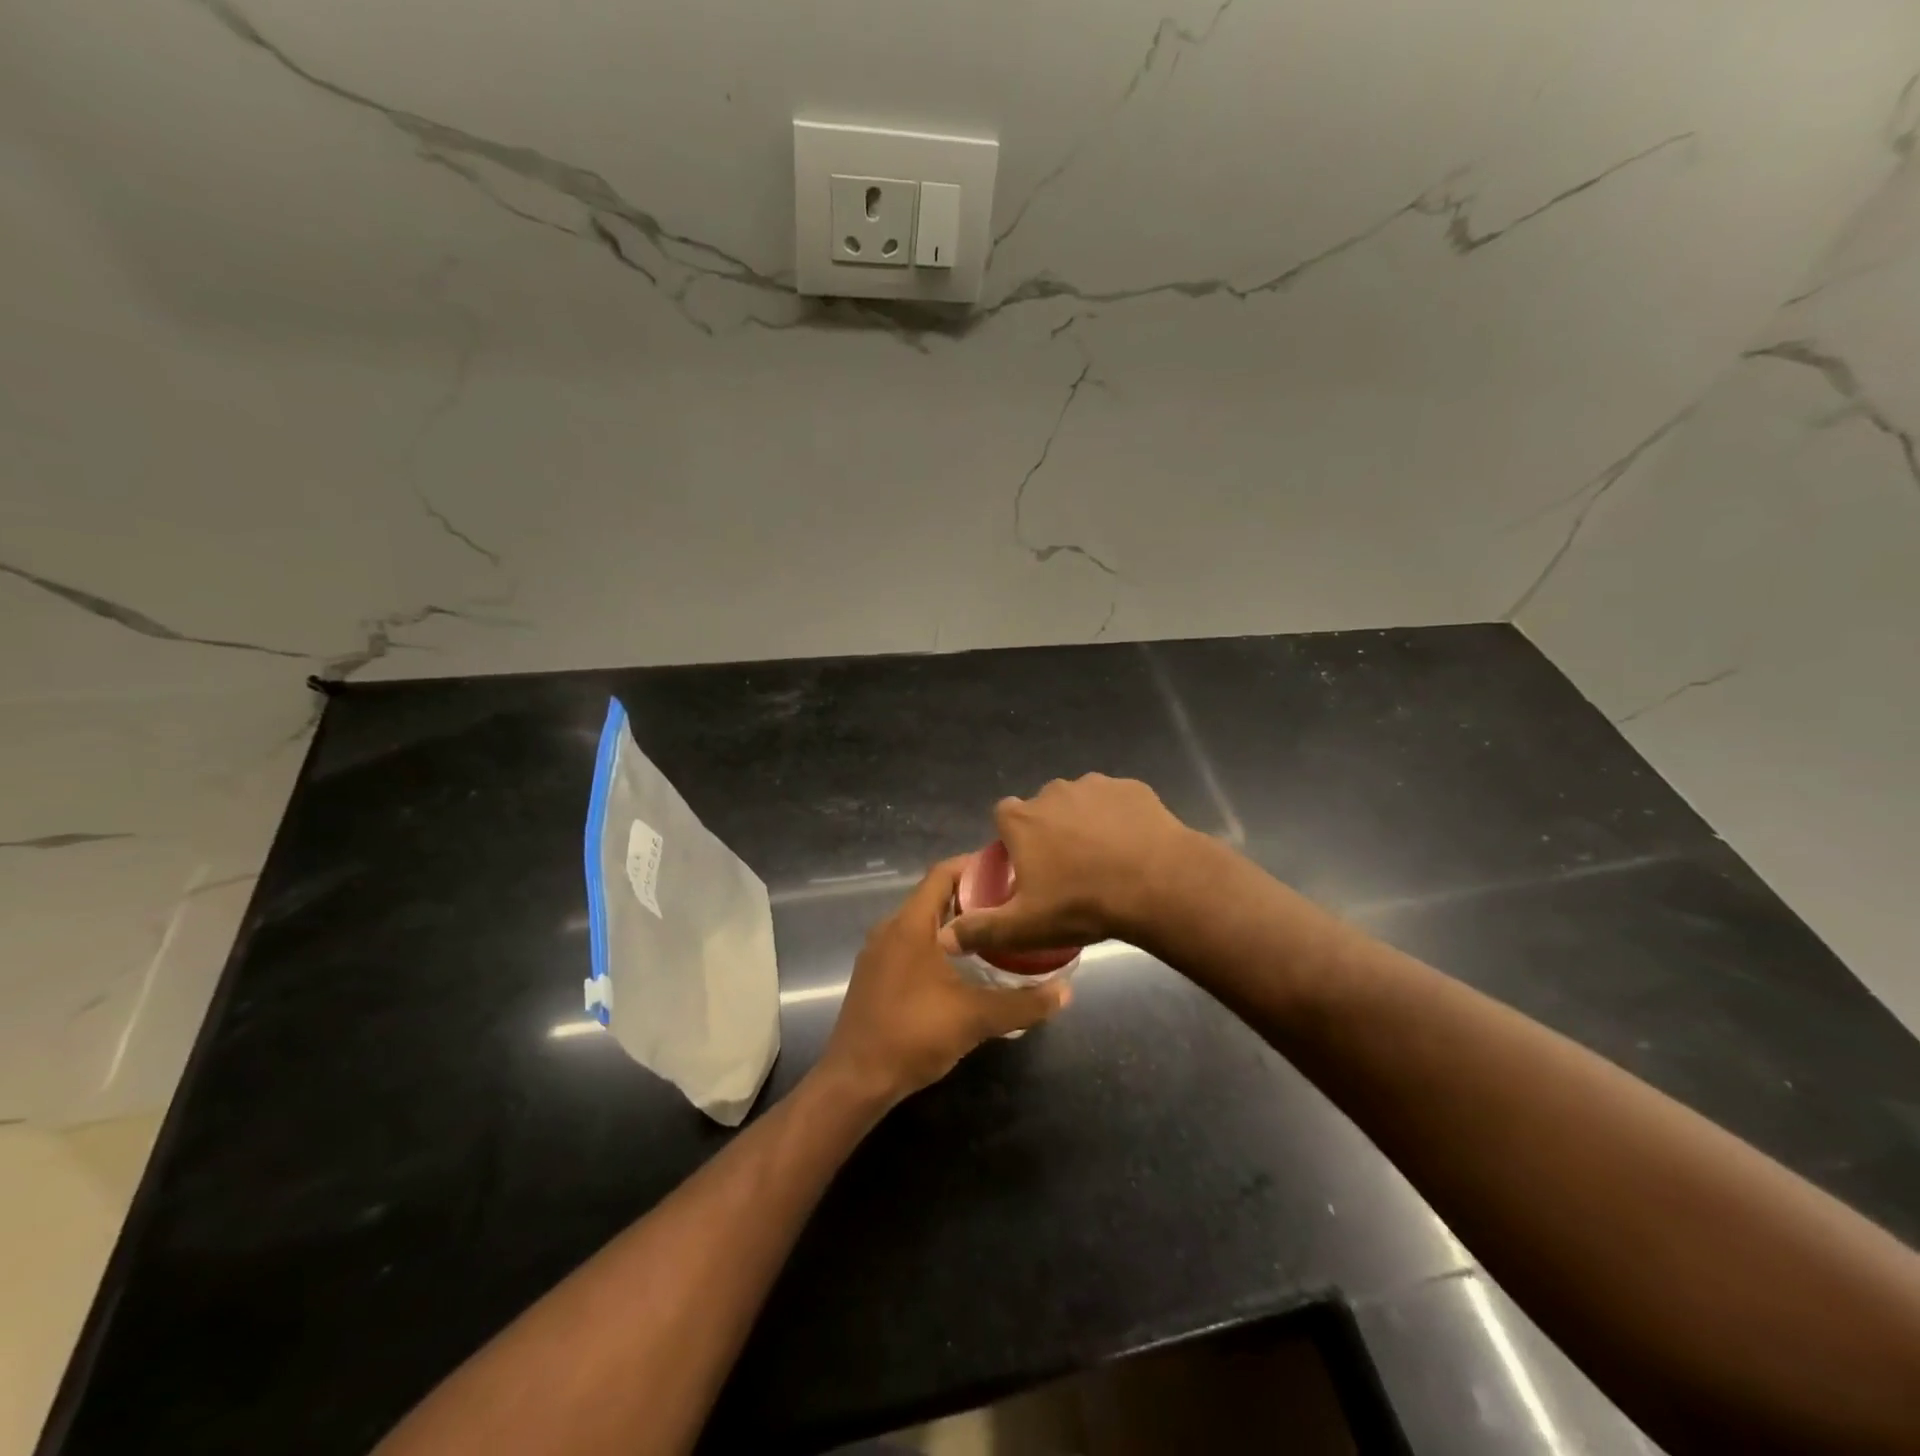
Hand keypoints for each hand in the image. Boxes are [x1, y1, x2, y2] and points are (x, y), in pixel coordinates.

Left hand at [819, 858, 1070, 1106]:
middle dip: (971, 896)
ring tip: (993, 932)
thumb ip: (1023, 1004)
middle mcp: (889, 929)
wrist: (856, 1080)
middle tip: (1011, 904)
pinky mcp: (874, 975)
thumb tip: (1066, 991)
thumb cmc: (913, 1035)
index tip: (1008, 871)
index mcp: (909, 925)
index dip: (974, 866)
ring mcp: (878, 953)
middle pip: (933, 896)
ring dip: (954, 922)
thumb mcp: (975, 1018)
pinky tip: (962, 966)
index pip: (942, 874)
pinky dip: (936, 942)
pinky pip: (909, 943)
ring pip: (920, 922)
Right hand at [938, 774, 1192, 958]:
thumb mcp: (1025, 926)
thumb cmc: (1082, 904)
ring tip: (1104, 860)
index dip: (1012, 840)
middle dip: (1050, 831)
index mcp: (1022, 819)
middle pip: (1042, 809)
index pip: (1003, 817)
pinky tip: (1132, 847)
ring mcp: (1095, 785)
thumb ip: (981, 930)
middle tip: (1069, 870)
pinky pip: (1117, 802)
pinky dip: (1119, 819)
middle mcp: (1053, 792)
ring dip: (1085, 823)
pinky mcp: (1131, 788)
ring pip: (1080, 803)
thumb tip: (944, 939)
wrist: (1157, 884)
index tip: (1027, 867)